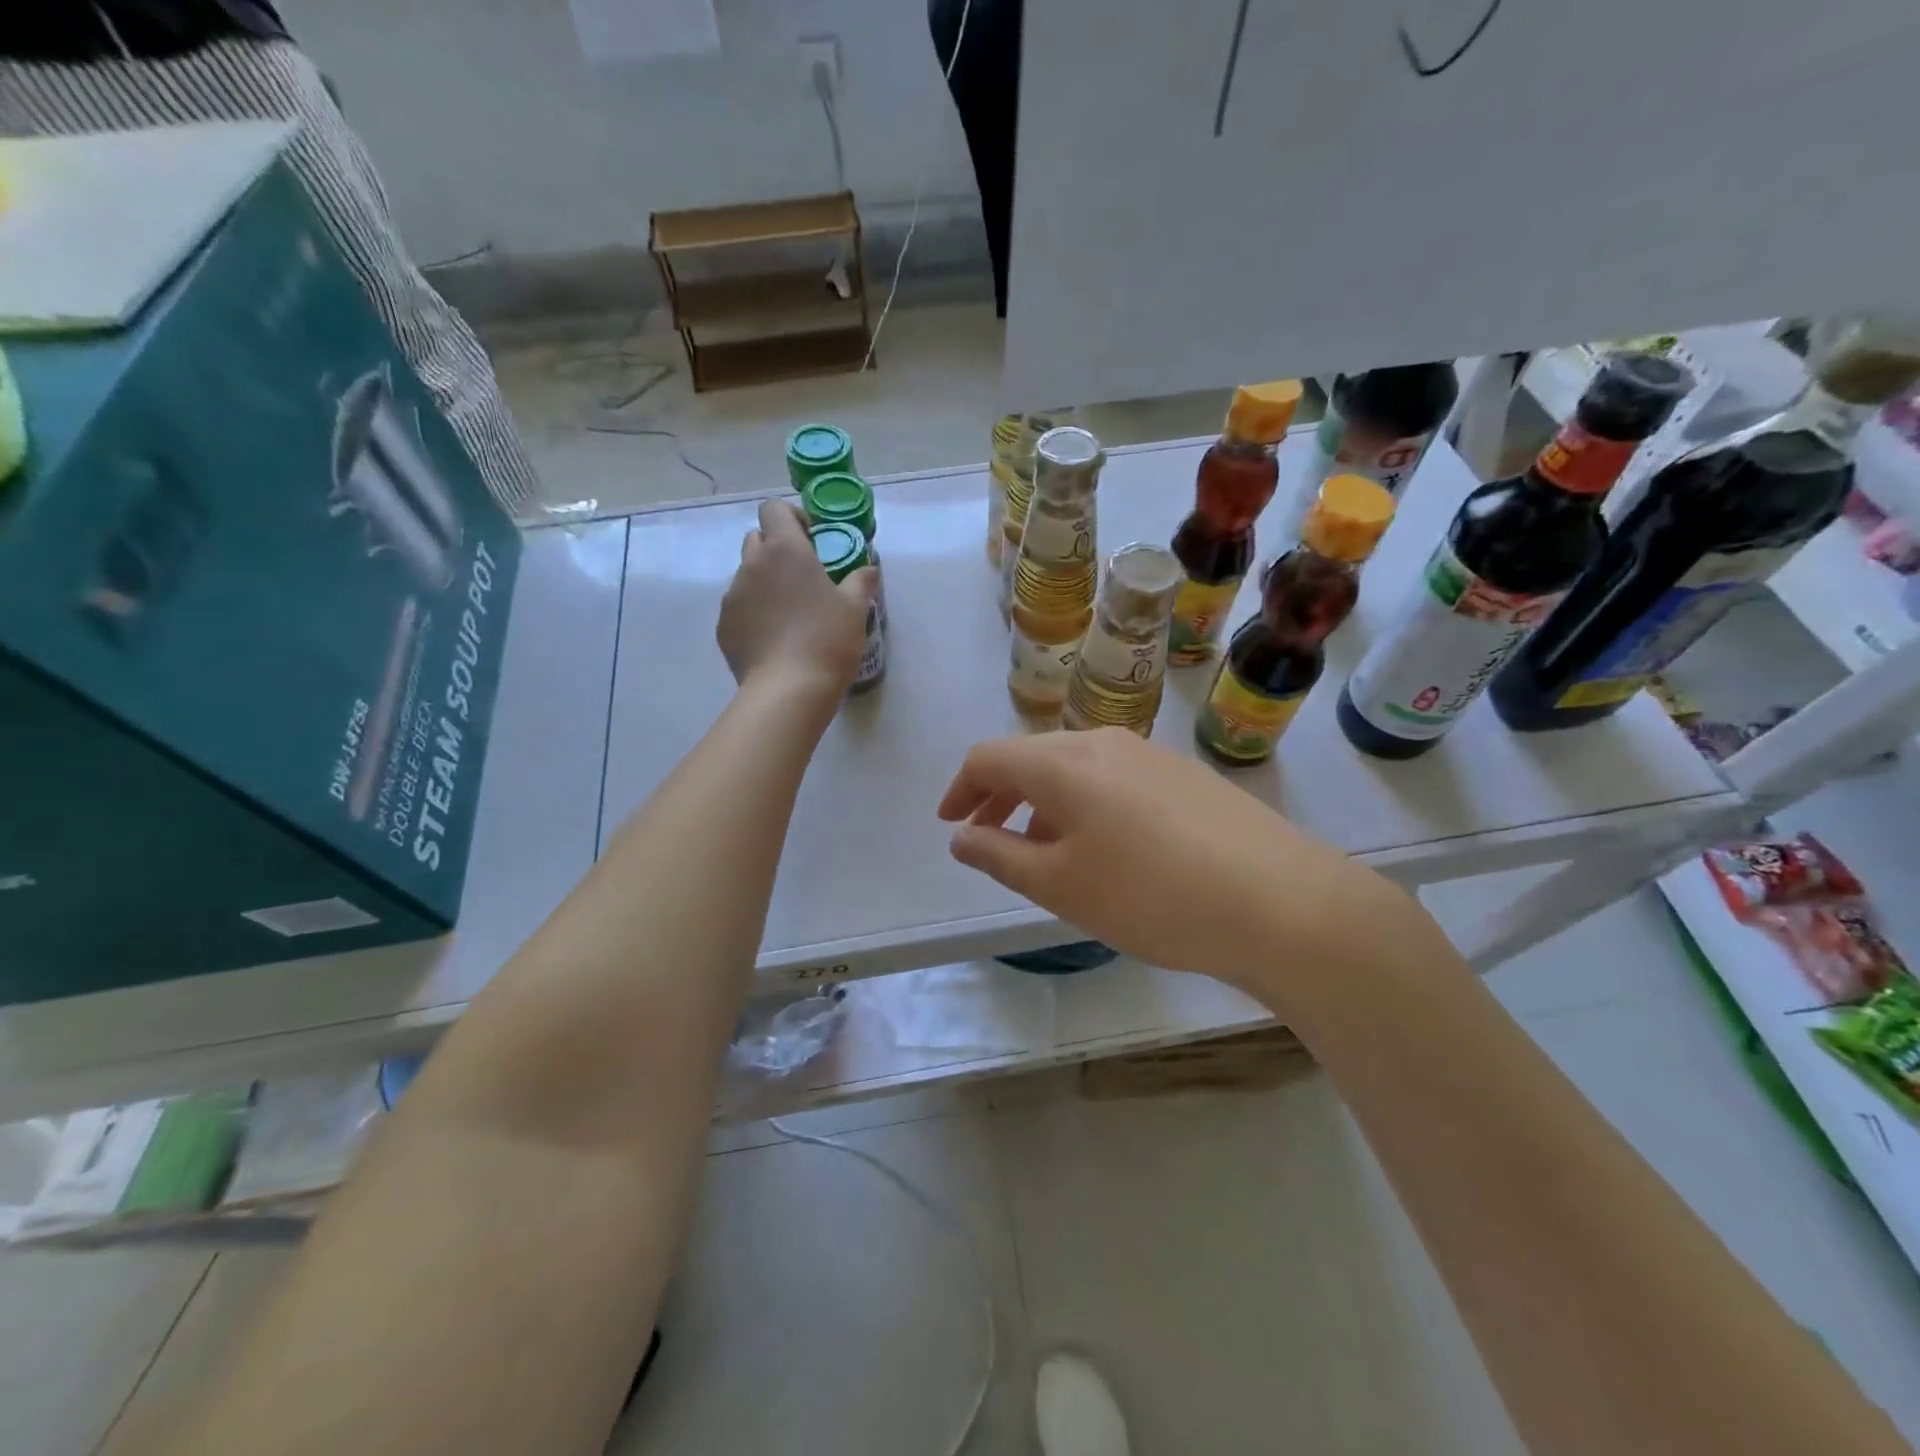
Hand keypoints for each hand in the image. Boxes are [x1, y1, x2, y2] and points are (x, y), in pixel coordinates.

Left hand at [718, 499, 876, 696]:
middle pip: (757, 539)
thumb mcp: (855, 609)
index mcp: (784, 550)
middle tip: (803, 575)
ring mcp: (733, 596)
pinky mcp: (724, 626)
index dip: (792, 518)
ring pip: (747, 575)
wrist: (788, 690)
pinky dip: (755, 612)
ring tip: (790, 612)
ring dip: (766, 582)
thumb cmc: (827, 640)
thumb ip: (861, 581)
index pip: (774, 509)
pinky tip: (775, 638)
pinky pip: (739, 607)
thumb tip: (869, 568)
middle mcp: (752, 565)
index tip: (812, 539)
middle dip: (777, 548)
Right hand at [937, 728, 1423, 996]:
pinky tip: (1104, 848)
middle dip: (999, 795)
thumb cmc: (1150, 895)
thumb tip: (961, 837)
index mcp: (1063, 762)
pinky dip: (1084, 804)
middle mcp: (1103, 743)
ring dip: (1043, 802)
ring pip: (1074, 768)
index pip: (989, 757)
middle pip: (1032, 757)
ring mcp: (1149, 754)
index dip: (960, 789)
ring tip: (1044, 852)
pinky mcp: (1184, 775)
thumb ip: (999, 856)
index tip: (951, 825)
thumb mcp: (1061, 885)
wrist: (1280, 901)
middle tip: (987, 839)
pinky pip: (1112, 779)